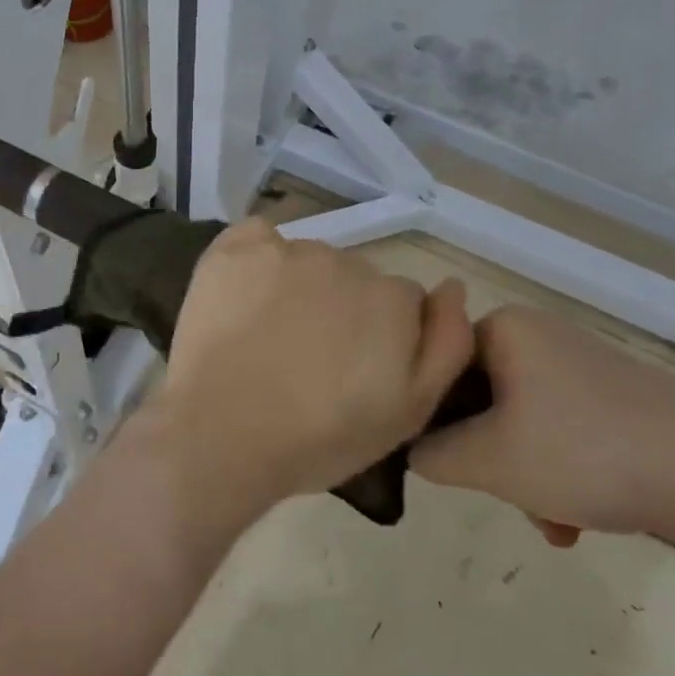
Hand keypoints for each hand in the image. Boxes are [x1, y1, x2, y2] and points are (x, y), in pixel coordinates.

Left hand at [130, 218, 472, 520]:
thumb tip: (453, 287)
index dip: (379, 337)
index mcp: (392, 298)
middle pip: (353, 277)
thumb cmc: (319, 437)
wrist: (221, 434)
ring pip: (306, 260)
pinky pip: (258, 238)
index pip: (400, 302)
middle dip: (339, 309)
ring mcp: (286, 249)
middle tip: (307, 359)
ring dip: (297, 287)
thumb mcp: (408, 413)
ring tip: (267, 336)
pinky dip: (256, 259)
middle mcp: (345, 261)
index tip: (351, 370)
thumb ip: (446, 345)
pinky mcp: (234, 248)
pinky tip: (243, 296)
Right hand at [410, 305, 674, 543]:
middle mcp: (540, 333)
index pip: (437, 365)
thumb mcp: (487, 460)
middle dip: (486, 456)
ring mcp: (581, 364)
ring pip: (520, 420)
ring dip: (524, 474)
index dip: (431, 416)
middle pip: (479, 398)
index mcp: (505, 328)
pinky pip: (561, 427)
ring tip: (551, 522)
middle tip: (504, 496)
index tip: (446, 463)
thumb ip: (429, 452)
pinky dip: (558, 470)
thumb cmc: (585, 454)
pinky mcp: (616, 395)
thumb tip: (414, 448)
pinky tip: (577, 519)